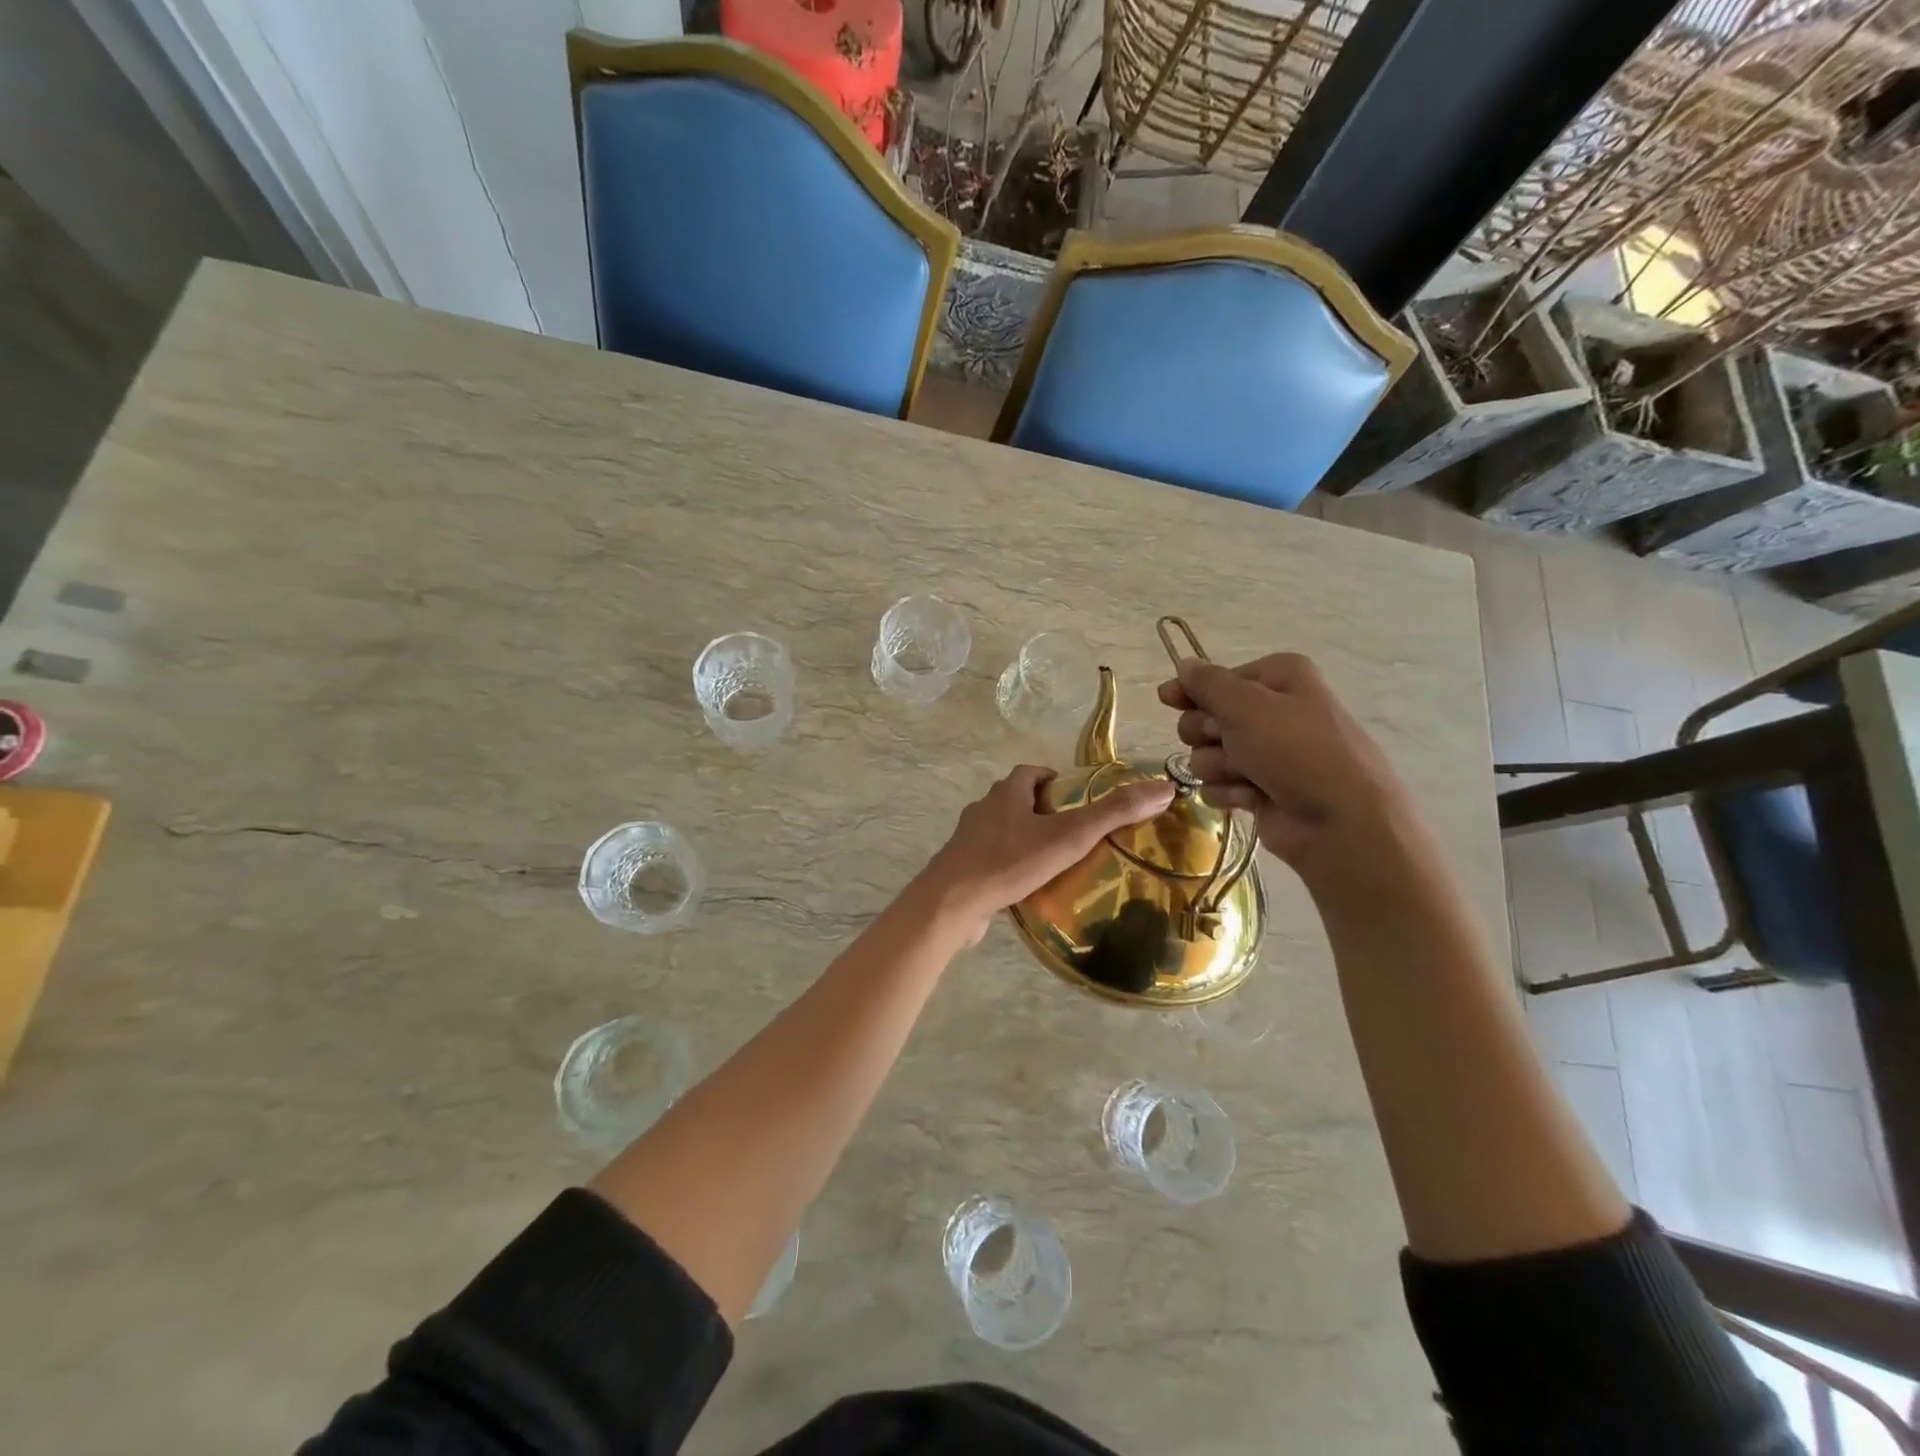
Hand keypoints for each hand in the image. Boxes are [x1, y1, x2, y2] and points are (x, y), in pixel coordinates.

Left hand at [916, 765, 1174, 943]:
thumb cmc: (1010, 861)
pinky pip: (989, 860)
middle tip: (1071, 831)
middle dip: (1040, 810)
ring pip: (1001, 831)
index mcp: (1006, 794)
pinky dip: (1008, 865)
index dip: (1052, 779)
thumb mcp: (1069, 836)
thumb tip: (1163, 788)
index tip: (1075, 797)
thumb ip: (1114, 813)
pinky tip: (1025, 887)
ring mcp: (968, 840)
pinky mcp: (961, 869)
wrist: (952, 903)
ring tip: (1053, 861)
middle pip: (1014, 800)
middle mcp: (983, 809)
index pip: (1030, 773)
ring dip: (1023, 839)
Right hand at [1157, 653, 1419, 885]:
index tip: (1169, 700)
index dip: (1192, 692)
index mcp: (1280, 678)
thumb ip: (1207, 683)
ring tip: (1246, 776)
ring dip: (1219, 766)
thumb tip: (1184, 664)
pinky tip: (1251, 798)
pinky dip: (1230, 791)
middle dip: (1207, 733)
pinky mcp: (1261, 790)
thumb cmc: (1296, 750)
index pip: (1217, 679)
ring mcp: (1268, 754)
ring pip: (1208, 754)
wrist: (1340, 821)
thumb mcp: (1246, 705)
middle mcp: (1274, 711)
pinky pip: (1220, 784)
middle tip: (1226, 741)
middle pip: (1207, 717)